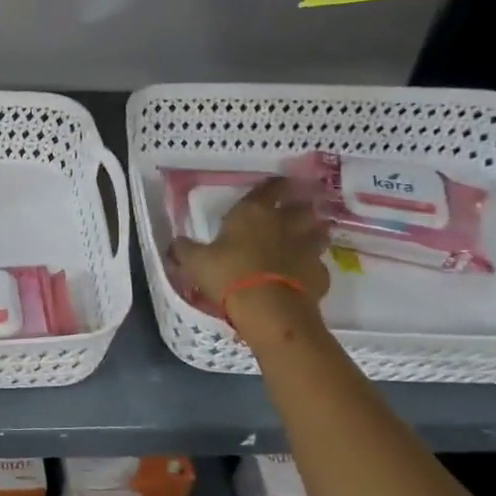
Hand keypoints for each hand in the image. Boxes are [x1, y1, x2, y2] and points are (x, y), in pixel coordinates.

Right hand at [169, 177, 331, 323]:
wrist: (268, 309)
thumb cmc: (228, 275)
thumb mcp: (195, 262)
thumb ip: (185, 249)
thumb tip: (175, 242)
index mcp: (254, 213)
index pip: (270, 188)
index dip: (274, 185)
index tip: (276, 186)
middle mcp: (285, 224)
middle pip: (302, 207)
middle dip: (299, 209)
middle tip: (293, 215)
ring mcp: (307, 249)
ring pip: (319, 233)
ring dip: (313, 234)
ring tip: (304, 241)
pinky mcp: (320, 274)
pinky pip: (318, 266)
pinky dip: (312, 269)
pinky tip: (302, 277)